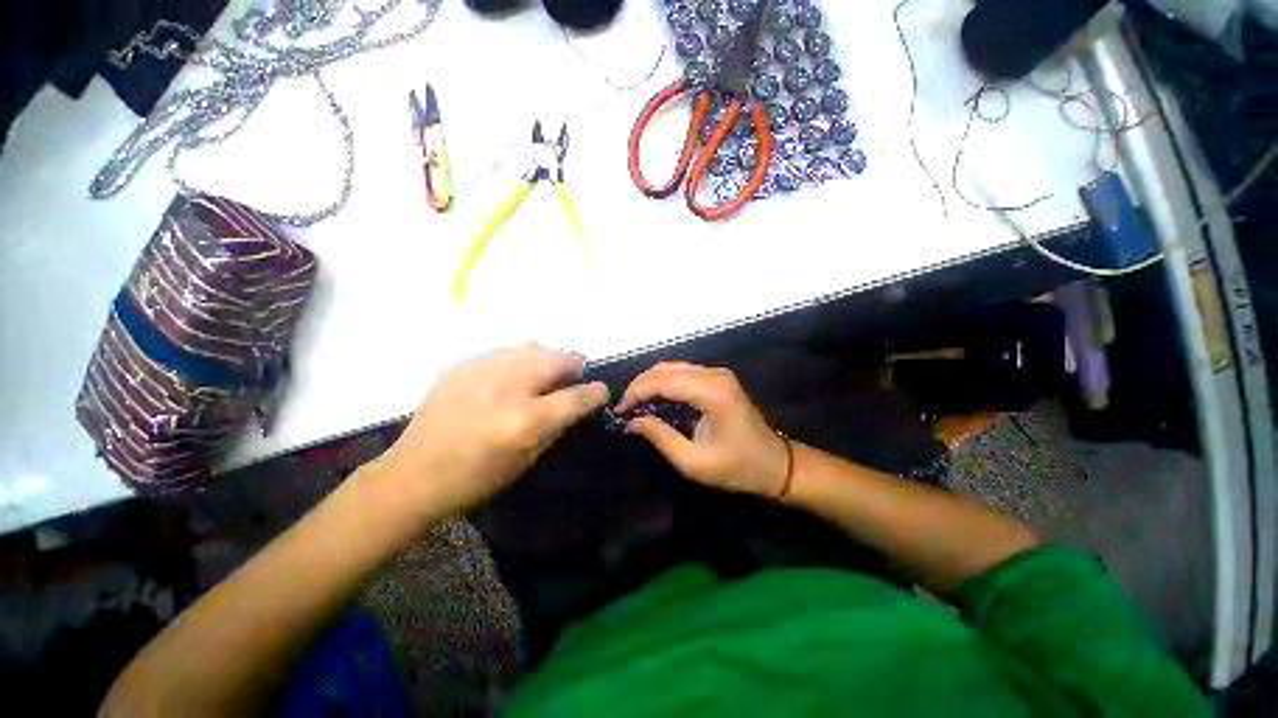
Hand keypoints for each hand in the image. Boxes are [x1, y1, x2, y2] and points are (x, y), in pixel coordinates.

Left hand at [374, 345, 608, 517]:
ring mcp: (481, 371)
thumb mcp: (527, 459)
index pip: (575, 396)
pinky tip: (512, 375)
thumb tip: (576, 400)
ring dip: (547, 359)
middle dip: (573, 365)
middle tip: (572, 376)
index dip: (595, 392)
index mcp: (525, 421)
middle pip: (556, 359)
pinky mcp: (461, 365)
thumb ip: (556, 424)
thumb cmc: (476, 478)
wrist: (413, 475)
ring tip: (544, 372)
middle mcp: (507, 388)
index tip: (600, 390)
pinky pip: (504, 351)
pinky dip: (518, 359)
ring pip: (532, 348)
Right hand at [617, 362, 788, 497]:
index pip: (663, 381)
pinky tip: (654, 398)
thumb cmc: (737, 467)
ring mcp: (718, 373)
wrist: (776, 464)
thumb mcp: (693, 461)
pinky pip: (683, 372)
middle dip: (640, 384)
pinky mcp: (719, 378)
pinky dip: (664, 382)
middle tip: (623, 407)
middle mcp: (715, 374)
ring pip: (673, 367)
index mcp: (712, 392)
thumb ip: (660, 437)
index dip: (636, 392)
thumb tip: (631, 422)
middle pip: (665, 368)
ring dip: (650, 382)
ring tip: (634, 403)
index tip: (618, 410)